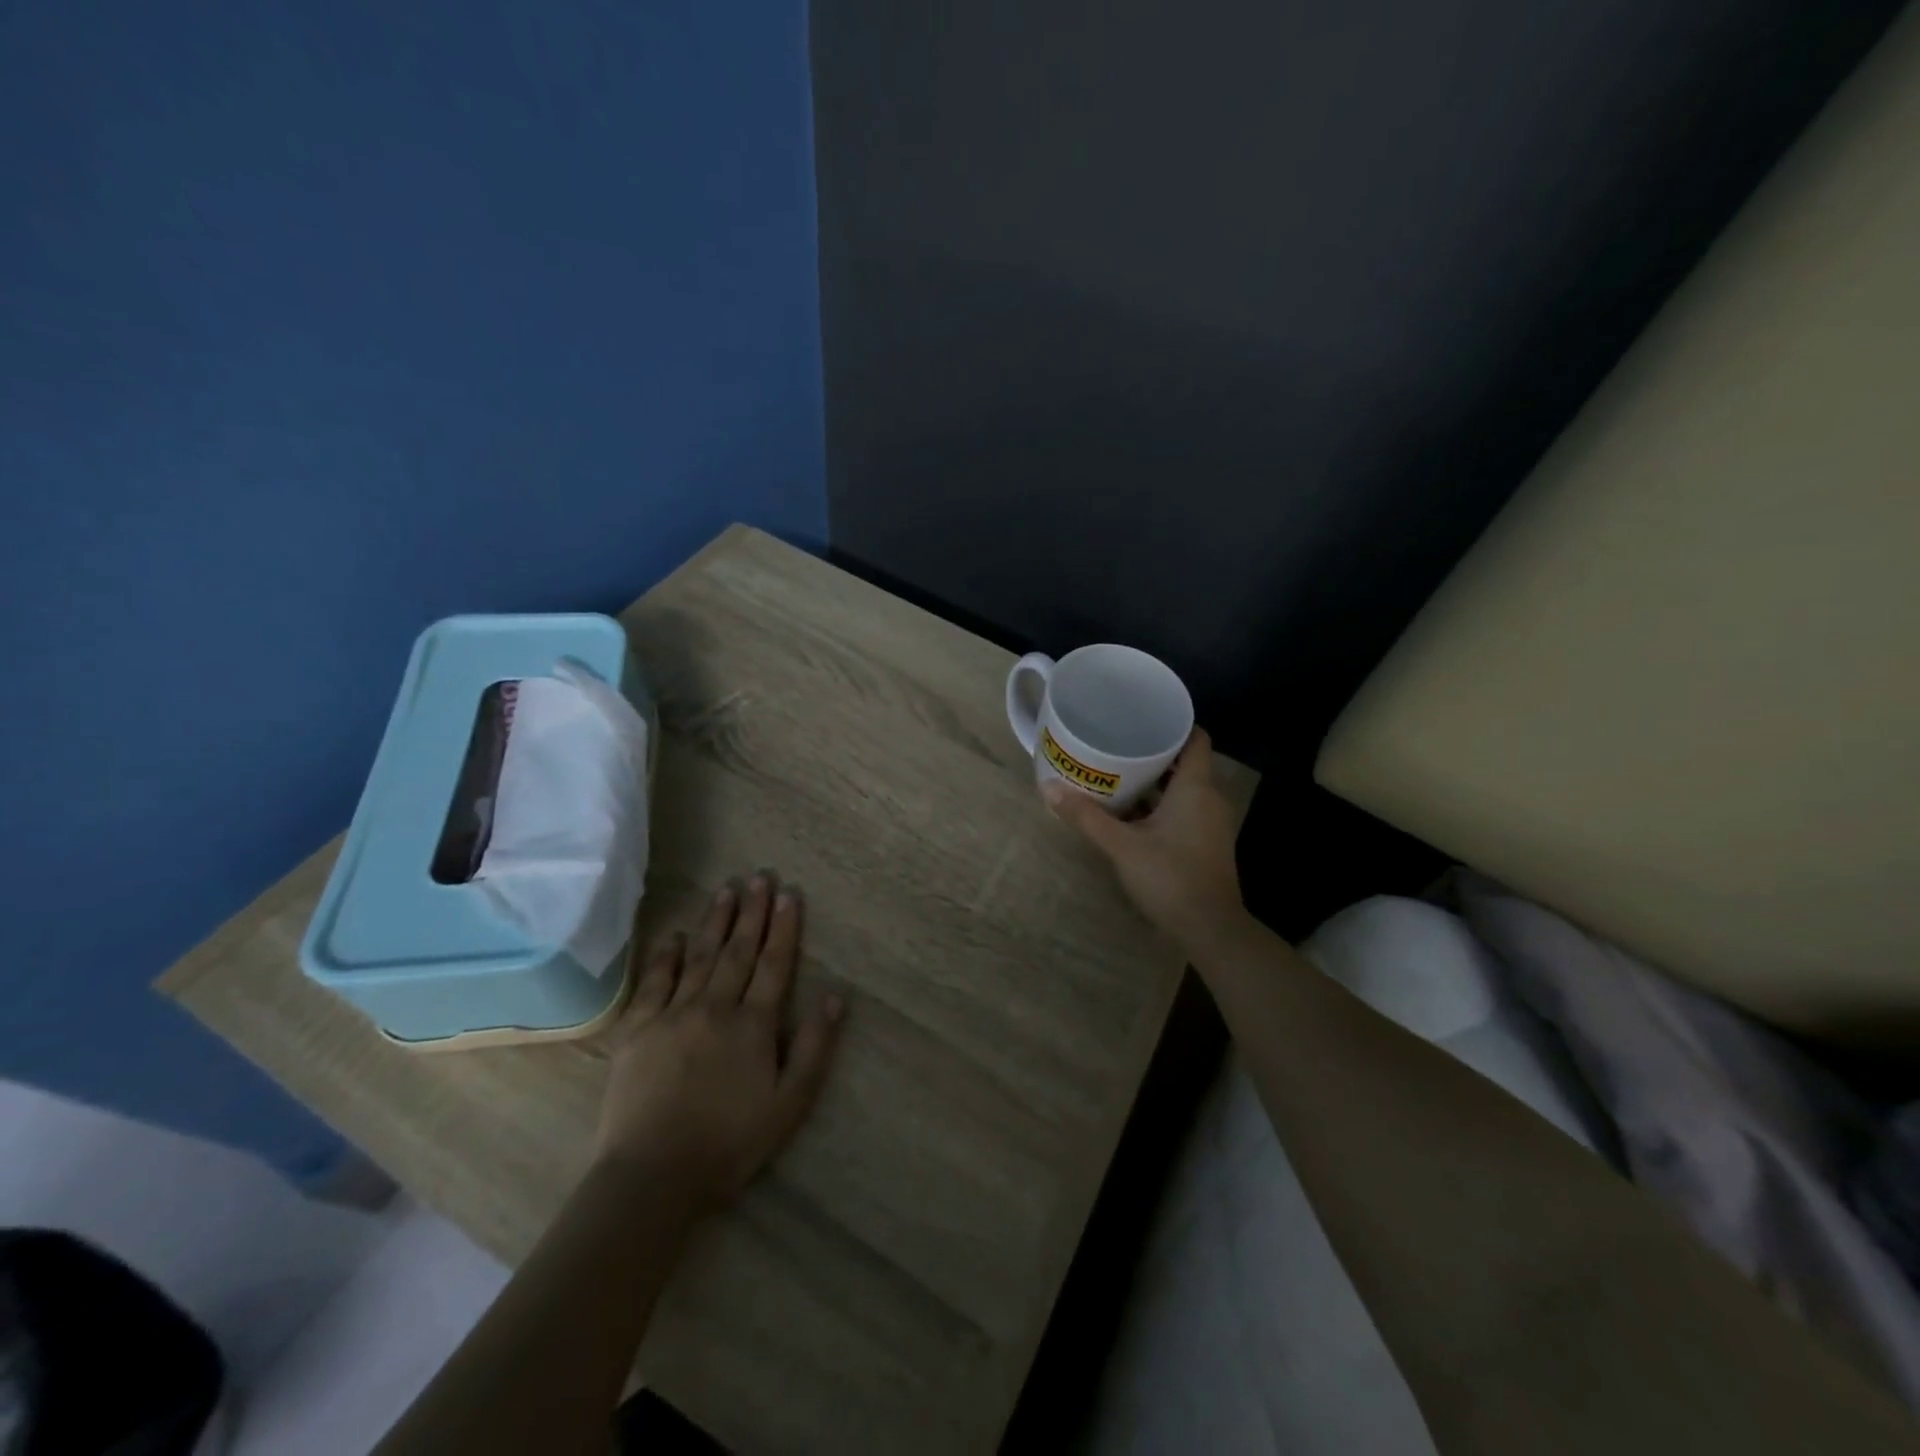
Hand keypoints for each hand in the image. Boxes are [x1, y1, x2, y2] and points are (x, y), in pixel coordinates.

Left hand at [593, 874, 844, 1215]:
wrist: (652, 1176)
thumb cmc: (729, 1142)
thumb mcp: (790, 1103)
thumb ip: (815, 1047)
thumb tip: (836, 996)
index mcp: (753, 1024)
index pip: (774, 964)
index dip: (784, 928)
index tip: (789, 894)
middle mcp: (715, 1007)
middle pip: (738, 950)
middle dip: (752, 912)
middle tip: (760, 877)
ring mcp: (673, 1014)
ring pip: (699, 956)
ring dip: (715, 921)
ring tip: (726, 890)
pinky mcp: (638, 1030)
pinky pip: (654, 982)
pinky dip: (665, 956)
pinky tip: (673, 935)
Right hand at [1045, 728, 1246, 952]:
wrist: (1210, 929)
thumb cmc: (1169, 877)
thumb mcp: (1121, 845)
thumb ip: (1086, 816)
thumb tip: (1048, 787)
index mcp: (1196, 787)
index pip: (1195, 737)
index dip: (1172, 724)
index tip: (1141, 719)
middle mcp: (1209, 798)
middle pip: (1185, 761)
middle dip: (1154, 752)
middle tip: (1117, 743)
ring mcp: (1211, 822)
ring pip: (1184, 788)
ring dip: (1156, 781)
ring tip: (1118, 773)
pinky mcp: (1206, 842)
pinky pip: (1185, 809)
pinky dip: (1162, 804)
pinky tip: (1132, 811)